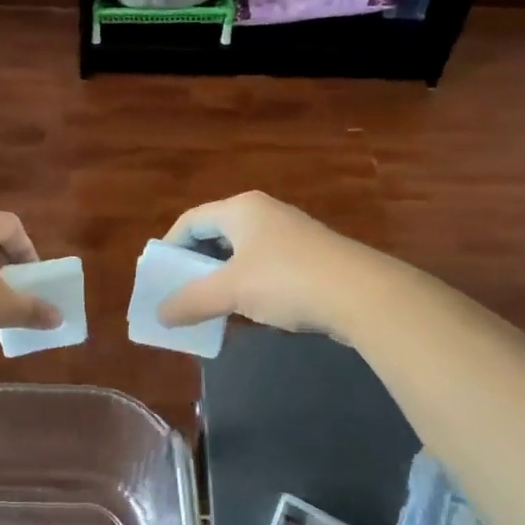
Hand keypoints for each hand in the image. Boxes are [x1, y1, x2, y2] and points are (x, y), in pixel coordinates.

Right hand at [156, 192, 372, 337]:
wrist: (364, 295)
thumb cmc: (287, 280)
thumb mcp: (231, 291)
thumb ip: (192, 301)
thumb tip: (160, 315)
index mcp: (240, 209)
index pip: (191, 220)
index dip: (171, 246)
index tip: (160, 276)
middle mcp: (264, 213)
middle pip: (216, 234)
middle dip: (196, 265)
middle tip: (181, 292)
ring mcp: (290, 233)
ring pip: (242, 252)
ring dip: (222, 277)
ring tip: (211, 305)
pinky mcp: (311, 256)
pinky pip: (266, 266)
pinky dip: (249, 284)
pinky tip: (250, 309)